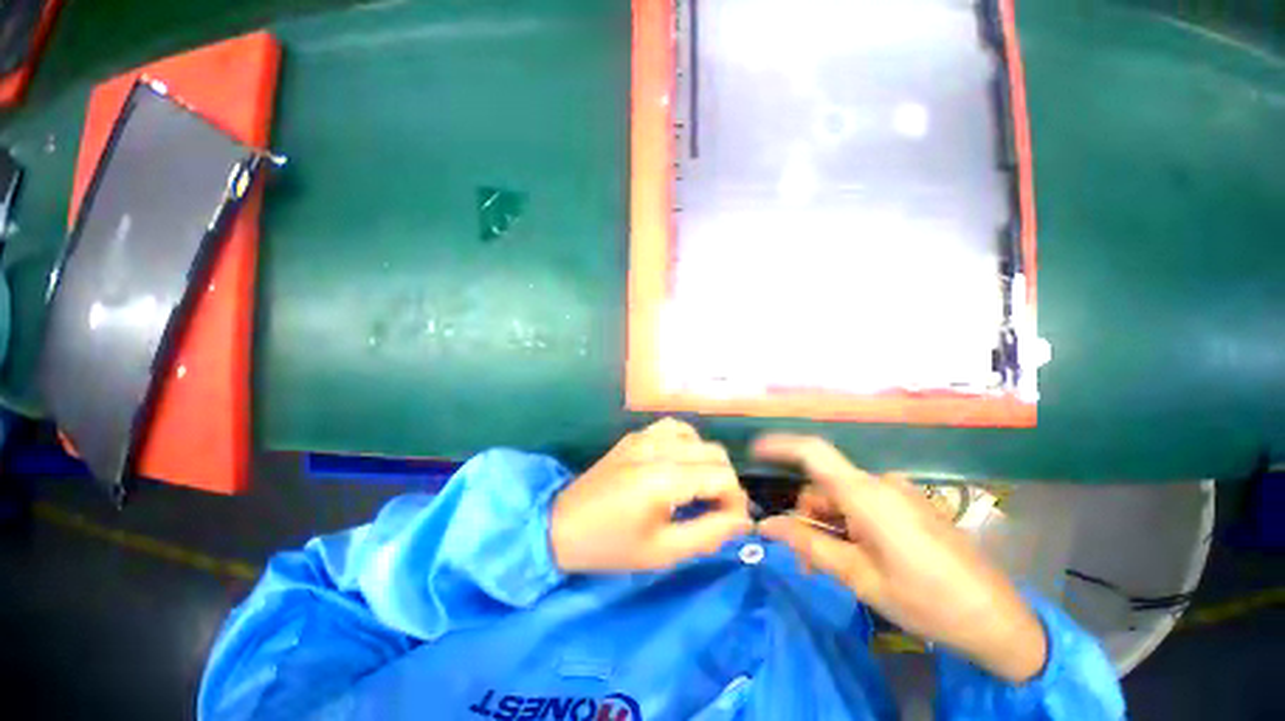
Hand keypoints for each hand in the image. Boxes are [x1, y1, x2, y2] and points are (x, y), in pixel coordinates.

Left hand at [550, 418, 753, 573]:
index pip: (723, 477)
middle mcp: (658, 448)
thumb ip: (709, 533)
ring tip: (697, 488)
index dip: (736, 501)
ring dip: (707, 462)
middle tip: (714, 510)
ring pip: (698, 438)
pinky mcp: (636, 435)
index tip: (731, 523)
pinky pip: (675, 428)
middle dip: (725, 483)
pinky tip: (680, 464)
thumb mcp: (663, 551)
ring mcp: (645, 436)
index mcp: (663, 478)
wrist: (562, 524)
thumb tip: (745, 521)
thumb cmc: (611, 545)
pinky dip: (688, 444)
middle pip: (716, 454)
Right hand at [755, 434, 1047, 683]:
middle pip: (824, 485)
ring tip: (830, 568)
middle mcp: (881, 484)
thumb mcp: (860, 578)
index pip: (813, 452)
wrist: (999, 621)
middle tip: (803, 560)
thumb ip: (810, 545)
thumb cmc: (927, 601)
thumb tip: (767, 527)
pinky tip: (856, 558)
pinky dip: (849, 526)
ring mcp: (898, 493)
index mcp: (867, 495)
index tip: (753, 451)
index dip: (779, 445)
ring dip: (827, 526)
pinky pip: (864, 506)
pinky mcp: (909, 506)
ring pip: (842, 499)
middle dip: (806, 516)